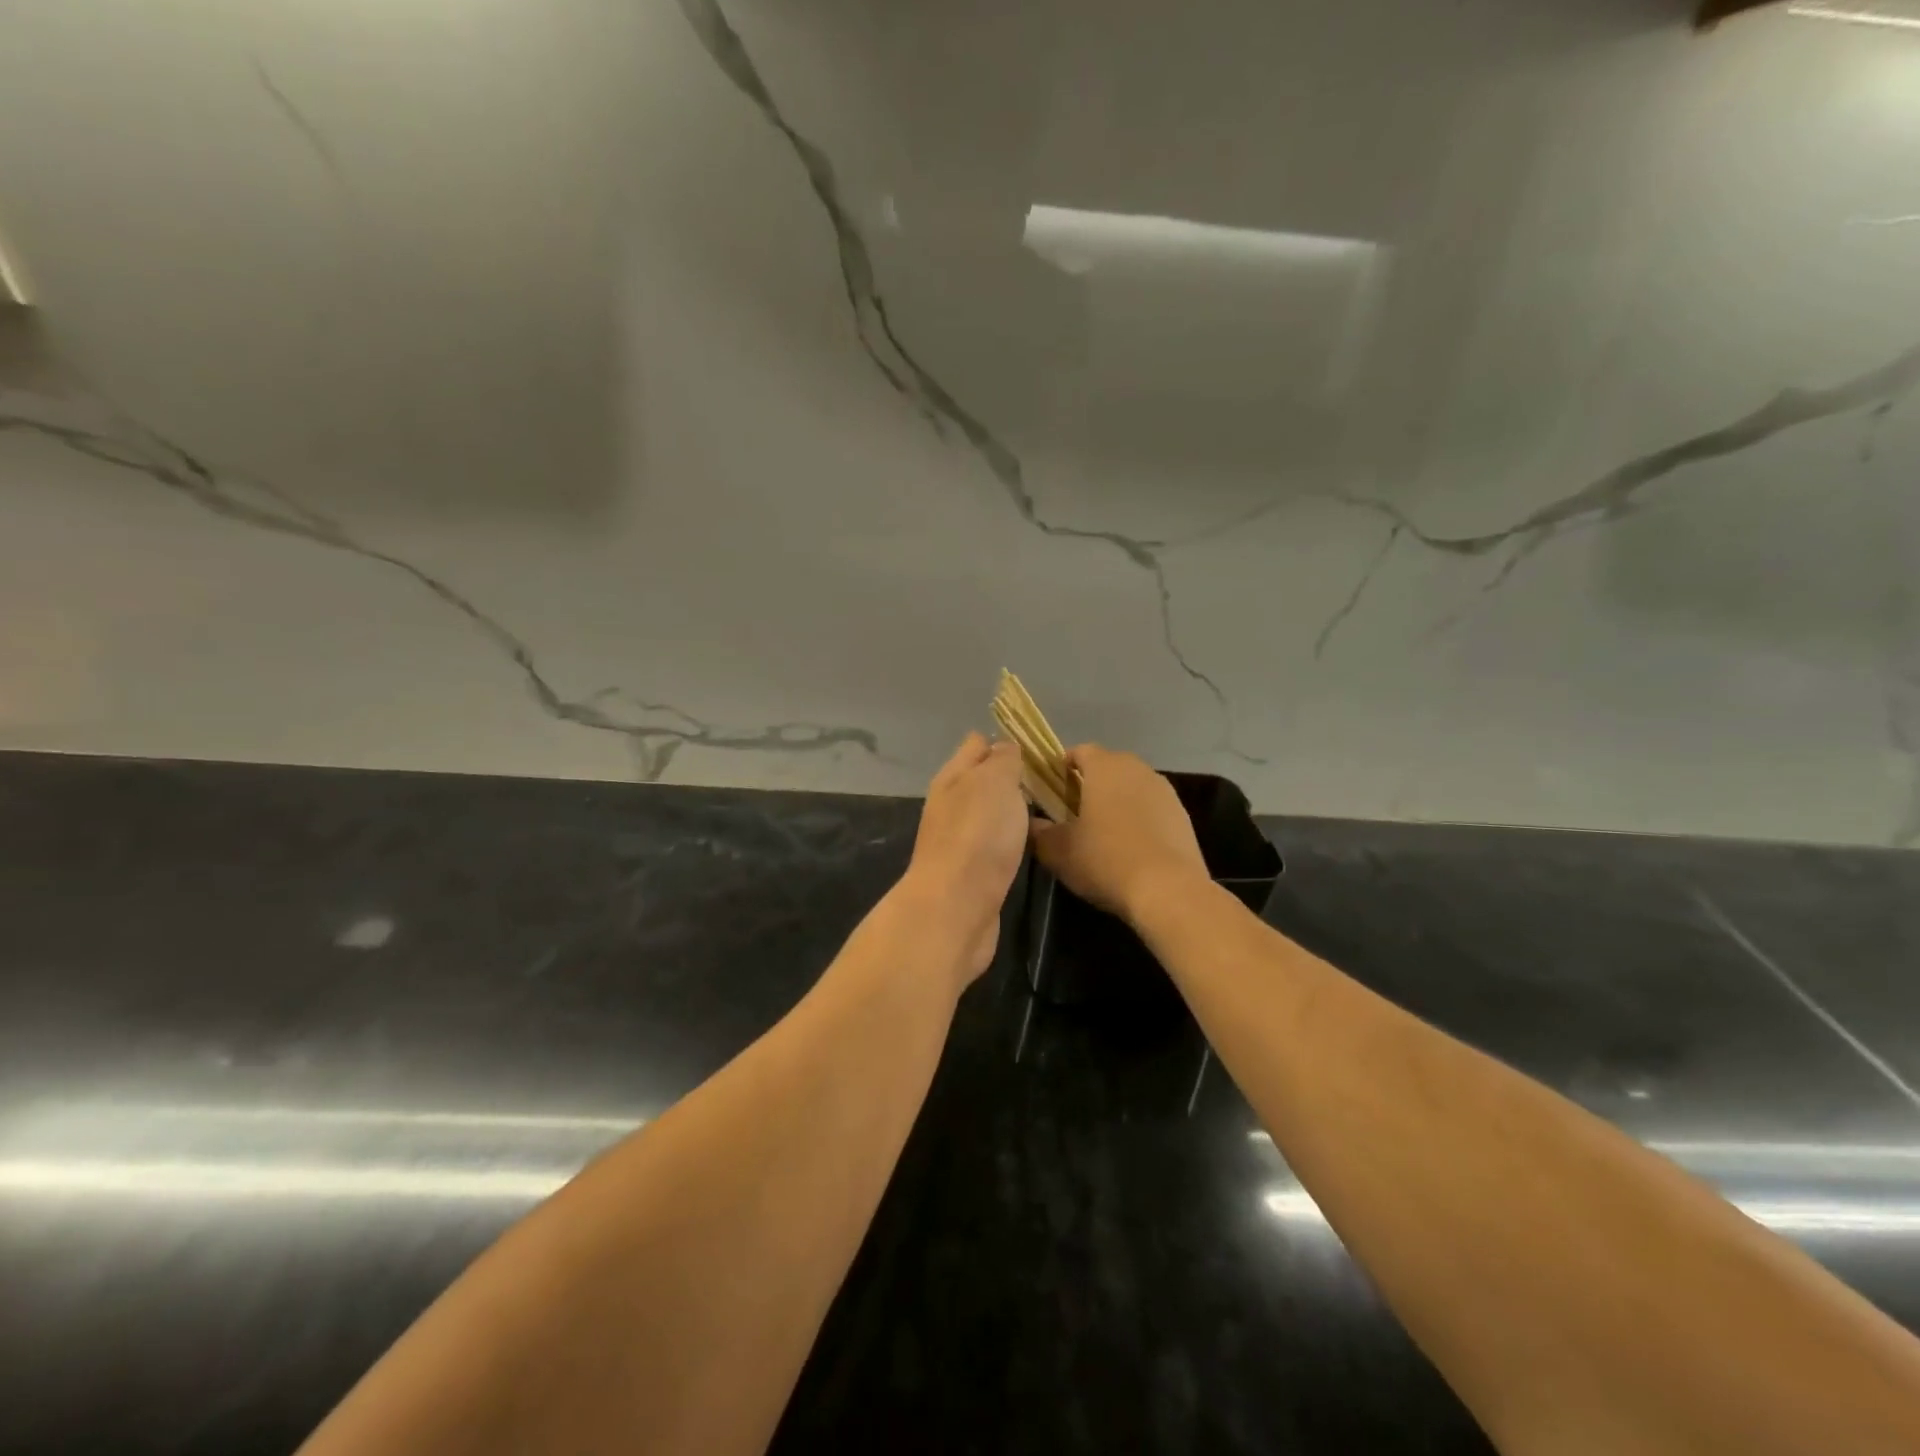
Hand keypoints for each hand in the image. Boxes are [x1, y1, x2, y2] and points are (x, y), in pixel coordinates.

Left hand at [901, 732, 1029, 985]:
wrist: (956, 909)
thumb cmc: (978, 836)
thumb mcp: (995, 782)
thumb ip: (1003, 760)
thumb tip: (1005, 748)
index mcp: (952, 777)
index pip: (976, 744)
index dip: (1004, 741)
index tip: (1038, 748)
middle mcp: (950, 805)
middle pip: (981, 780)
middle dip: (1011, 776)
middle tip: (1051, 779)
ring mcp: (958, 841)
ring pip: (988, 813)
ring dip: (1011, 809)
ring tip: (1047, 807)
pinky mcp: (970, 873)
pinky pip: (993, 844)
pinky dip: (1010, 839)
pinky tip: (1030, 843)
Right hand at [1030, 744, 1207, 922]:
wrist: (1168, 890)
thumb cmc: (1105, 859)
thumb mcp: (1058, 850)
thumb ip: (1038, 832)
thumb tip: (1032, 823)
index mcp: (1104, 767)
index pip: (1079, 751)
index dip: (1062, 767)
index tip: (1051, 790)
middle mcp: (1137, 769)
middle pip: (1108, 767)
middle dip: (1090, 784)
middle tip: (1073, 812)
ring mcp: (1164, 791)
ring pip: (1132, 787)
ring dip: (1117, 801)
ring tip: (1103, 832)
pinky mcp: (1182, 815)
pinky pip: (1152, 808)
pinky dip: (1139, 820)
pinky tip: (1131, 848)